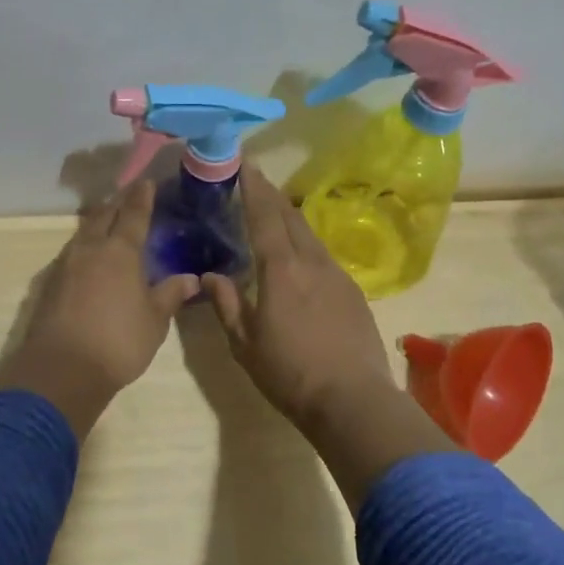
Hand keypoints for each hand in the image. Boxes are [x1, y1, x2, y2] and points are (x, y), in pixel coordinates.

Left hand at [0, 181, 199, 434]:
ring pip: (84, 232)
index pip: (133, 214)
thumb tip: (190, 278)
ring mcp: (66, 264)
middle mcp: (91, 249)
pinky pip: (72, 251)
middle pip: (103, 215)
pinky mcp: (50, 283)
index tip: (146, 183)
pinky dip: (85, 244)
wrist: (62, 369)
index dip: (142, 198)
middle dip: (117, 203)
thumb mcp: (154, 321)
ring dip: (98, 221)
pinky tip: (89, 255)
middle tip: (128, 196)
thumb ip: (170, 295)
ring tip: (109, 221)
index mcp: (120, 252)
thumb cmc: (118, 342)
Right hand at [200, 166, 394, 425]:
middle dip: (271, 194)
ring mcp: (337, 275)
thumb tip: (210, 276)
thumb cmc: (290, 373)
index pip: (265, 217)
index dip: (253, 188)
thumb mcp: (245, 344)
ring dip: (290, 217)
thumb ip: (226, 304)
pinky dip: (306, 243)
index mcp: (281, 270)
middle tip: (255, 179)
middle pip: (290, 216)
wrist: (353, 400)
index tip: (245, 164)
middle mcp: (311, 262)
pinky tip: (300, 256)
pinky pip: (324, 255)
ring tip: (275, 211)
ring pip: (310, 234)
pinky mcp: (353, 292)